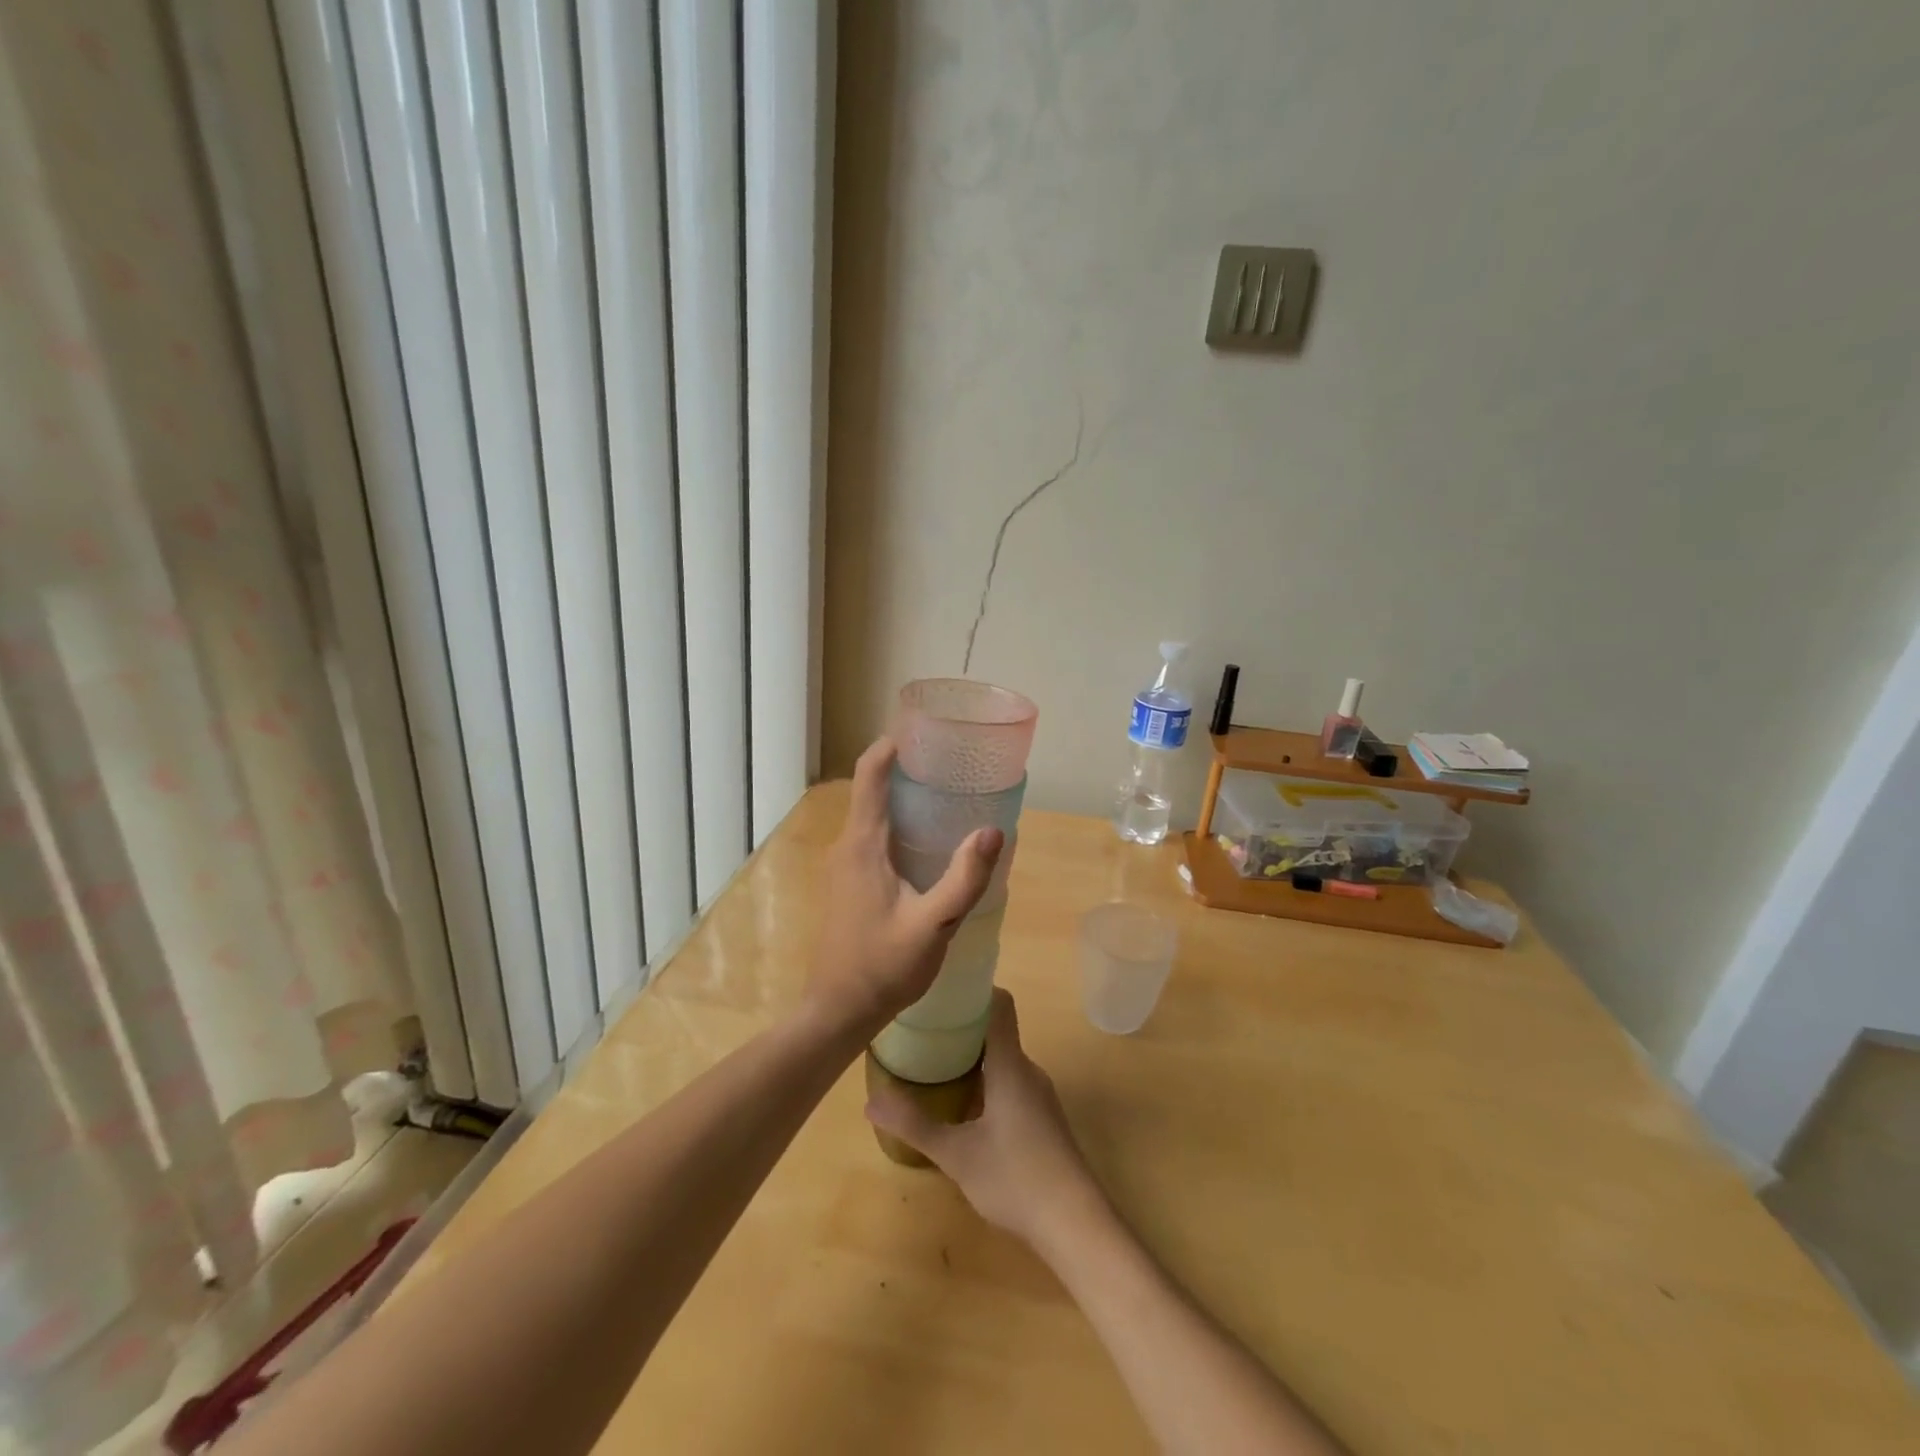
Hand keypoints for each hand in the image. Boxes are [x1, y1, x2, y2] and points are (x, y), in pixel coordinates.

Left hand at [805, 739, 1003, 1037]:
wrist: (839, 1010)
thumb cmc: (883, 966)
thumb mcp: (933, 925)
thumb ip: (963, 879)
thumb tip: (992, 831)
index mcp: (862, 844)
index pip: (869, 773)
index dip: (893, 745)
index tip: (926, 732)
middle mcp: (848, 845)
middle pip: (873, 788)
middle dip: (909, 768)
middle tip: (953, 764)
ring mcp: (845, 864)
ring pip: (874, 813)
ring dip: (905, 797)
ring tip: (950, 795)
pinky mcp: (849, 881)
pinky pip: (874, 836)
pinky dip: (900, 823)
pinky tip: (931, 841)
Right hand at [865, 989, 1105, 1250]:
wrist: (1076, 1225)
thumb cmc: (1015, 1178)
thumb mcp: (956, 1154)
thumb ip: (914, 1125)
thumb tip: (870, 1100)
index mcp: (1011, 1064)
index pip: (999, 1004)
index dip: (974, 989)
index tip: (942, 990)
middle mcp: (1028, 1071)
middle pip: (996, 1032)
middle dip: (961, 1029)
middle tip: (923, 1032)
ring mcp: (1039, 1097)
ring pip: (1003, 1062)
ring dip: (973, 1059)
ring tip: (935, 1066)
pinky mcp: (1043, 1121)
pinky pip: (1011, 1085)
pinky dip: (986, 1083)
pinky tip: (963, 1108)